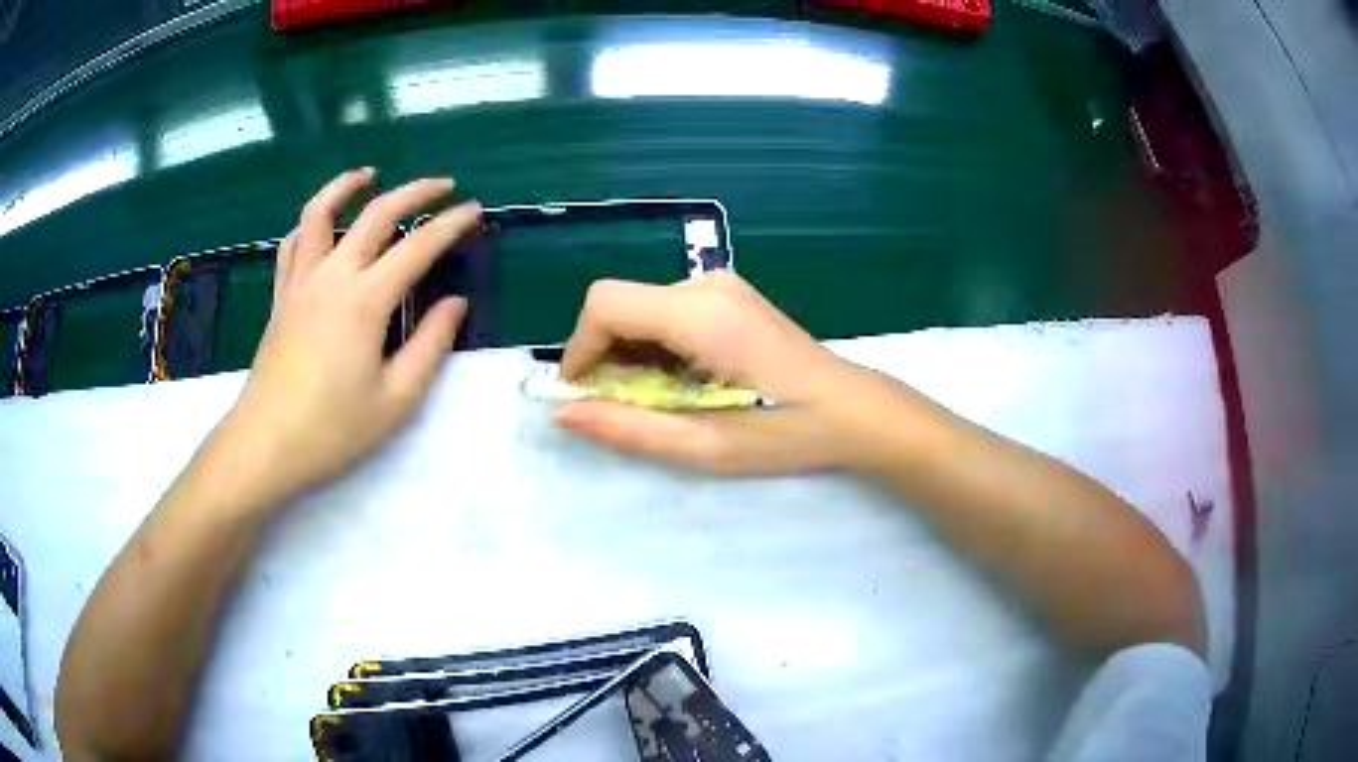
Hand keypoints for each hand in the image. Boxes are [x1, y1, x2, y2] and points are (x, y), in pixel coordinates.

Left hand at [222, 168, 480, 510]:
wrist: (266, 444)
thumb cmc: (333, 429)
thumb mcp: (397, 398)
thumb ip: (431, 344)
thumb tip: (455, 303)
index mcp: (365, 300)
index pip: (418, 247)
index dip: (451, 224)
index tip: (475, 211)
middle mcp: (332, 276)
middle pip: (376, 214)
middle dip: (414, 192)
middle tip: (443, 185)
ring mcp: (300, 282)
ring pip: (321, 213)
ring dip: (347, 186)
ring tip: (369, 175)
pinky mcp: (281, 297)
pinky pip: (292, 244)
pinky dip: (310, 224)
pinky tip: (322, 226)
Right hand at [555, 271, 905, 473]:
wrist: (856, 411)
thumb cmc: (790, 433)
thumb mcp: (707, 447)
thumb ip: (631, 429)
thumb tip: (563, 414)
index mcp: (701, 313)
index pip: (605, 303)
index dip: (581, 350)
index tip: (587, 398)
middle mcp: (707, 284)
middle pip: (620, 305)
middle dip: (606, 358)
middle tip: (630, 410)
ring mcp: (722, 285)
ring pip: (641, 309)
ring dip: (632, 356)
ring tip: (666, 402)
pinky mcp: (730, 296)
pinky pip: (667, 313)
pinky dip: (657, 348)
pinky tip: (686, 383)